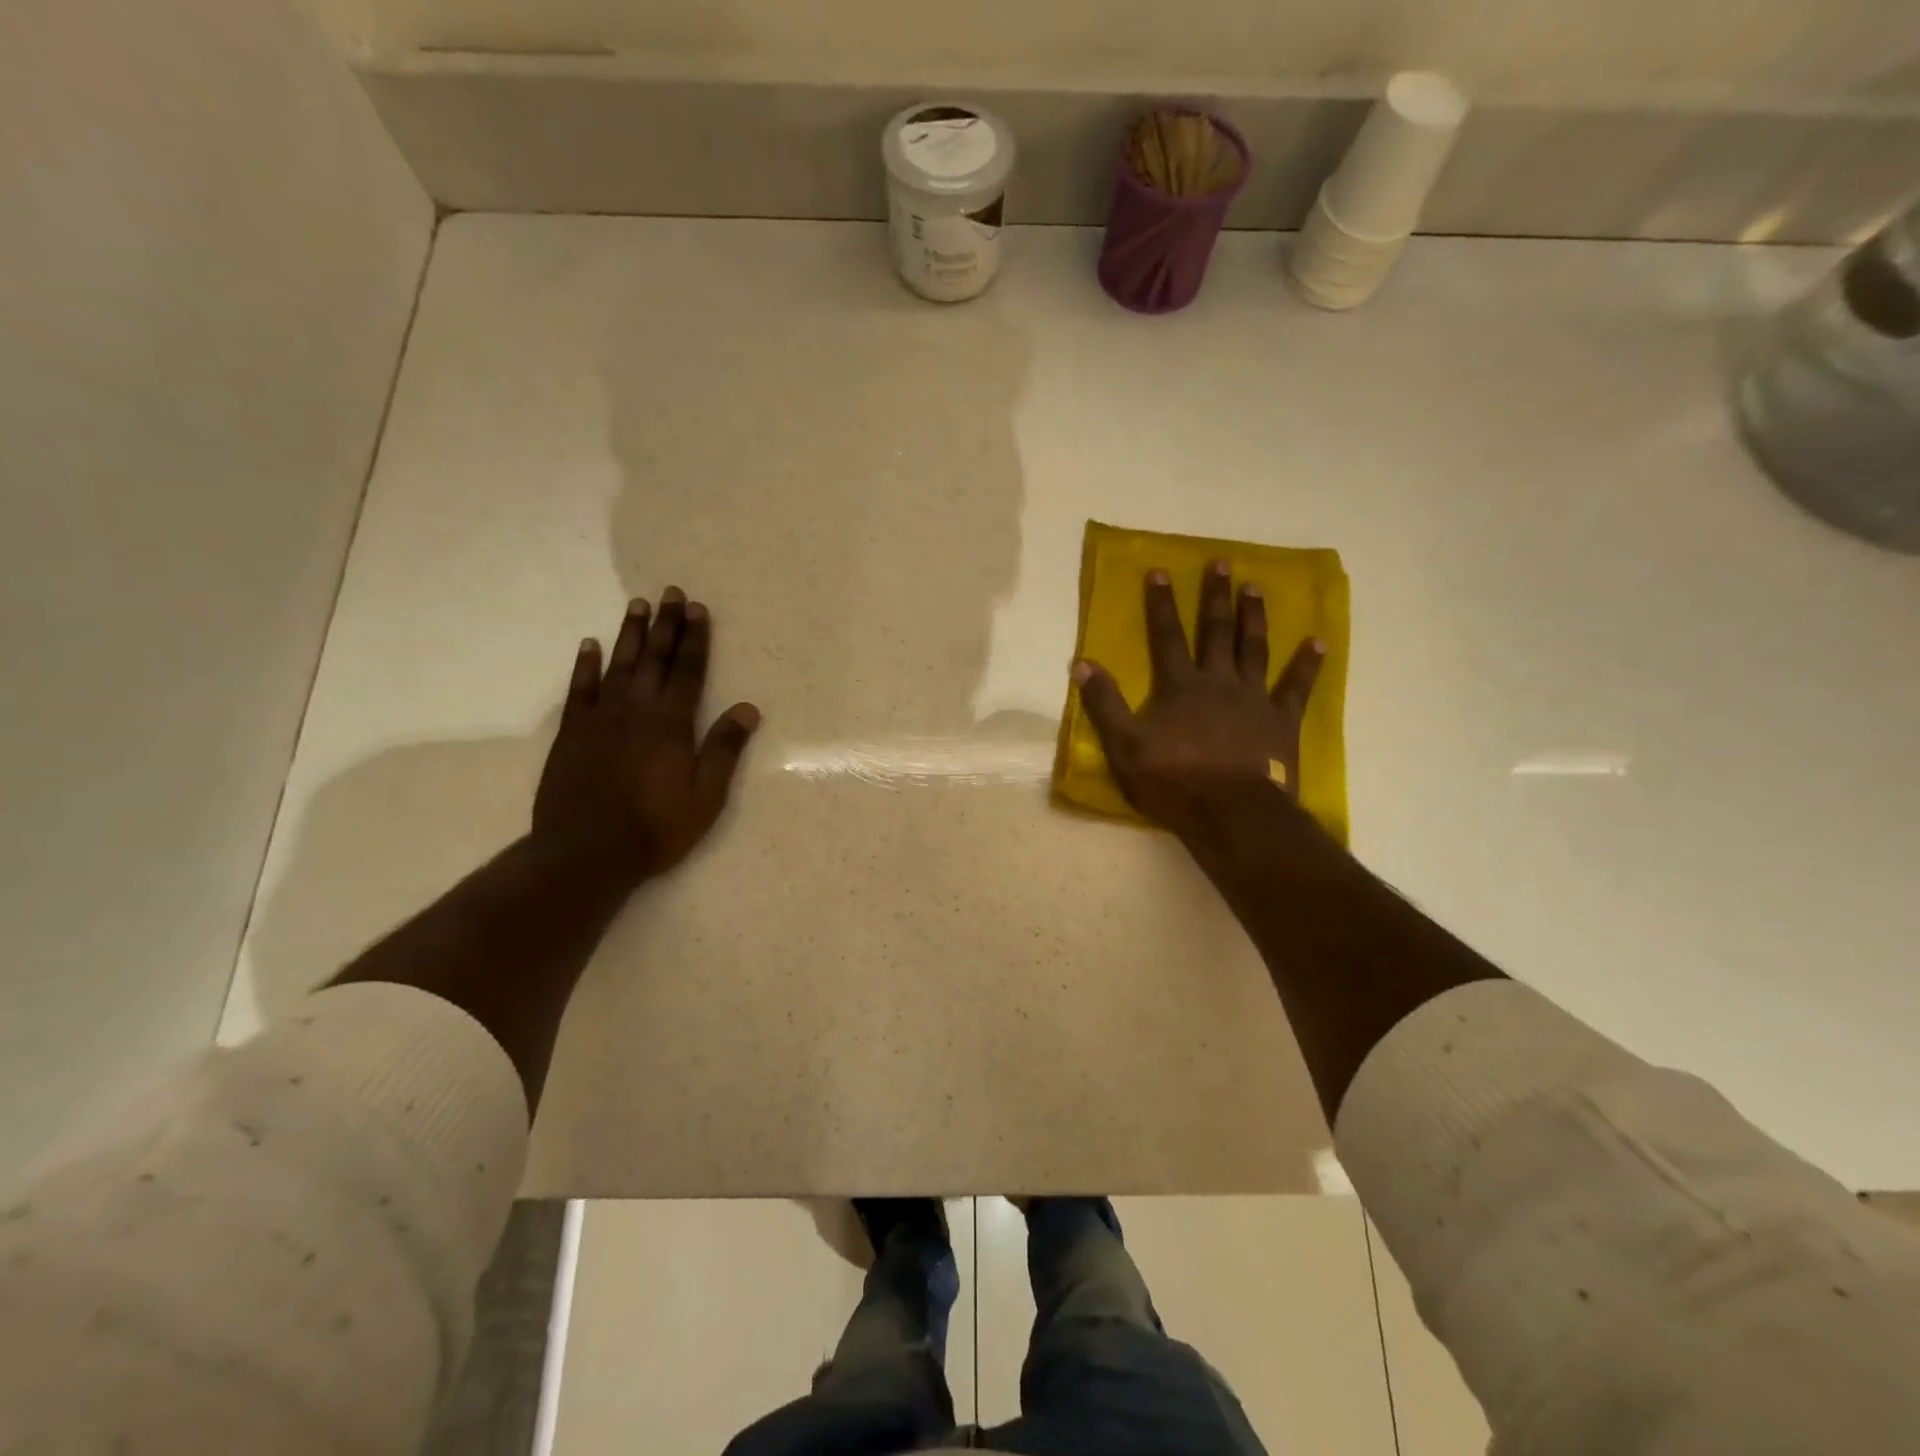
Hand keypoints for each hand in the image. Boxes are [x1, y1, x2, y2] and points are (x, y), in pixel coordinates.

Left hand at [533, 588, 759, 882]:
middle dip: (665, 626)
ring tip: (638, 605)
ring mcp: (600, 720)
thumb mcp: (705, 797)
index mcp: (671, 726)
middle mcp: (636, 712)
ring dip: (630, 635)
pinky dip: (586, 666)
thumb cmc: (655, 829)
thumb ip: (724, 750)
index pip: (687, 672)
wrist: (585, 853)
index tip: (697, 609)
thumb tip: (748, 708)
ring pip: (618, 667)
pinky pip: (580, 690)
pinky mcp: (572, 734)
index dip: (695, 640)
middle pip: (654, 660)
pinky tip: (589, 645)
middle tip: (670, 592)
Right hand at [1073, 560, 1323, 840]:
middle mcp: (1218, 681)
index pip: (1166, 636)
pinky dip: (1308, 664)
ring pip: (1253, 648)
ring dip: (1253, 616)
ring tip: (1255, 587)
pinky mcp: (1281, 720)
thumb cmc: (1173, 781)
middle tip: (1222, 563)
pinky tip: (1319, 642)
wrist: (1231, 813)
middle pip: (1215, 632)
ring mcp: (1253, 698)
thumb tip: (1081, 663)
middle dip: (1215, 596)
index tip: (1160, 571)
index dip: (1161, 604)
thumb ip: (1104, 703)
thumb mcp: (1124, 746)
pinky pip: (1297, 686)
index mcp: (1179, 686)